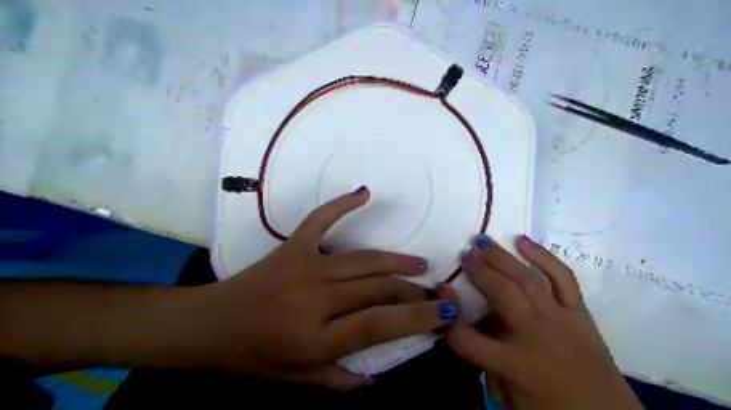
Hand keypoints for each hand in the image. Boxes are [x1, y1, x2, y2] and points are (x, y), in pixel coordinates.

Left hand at [194, 187, 455, 389]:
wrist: (210, 324)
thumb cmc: (253, 356)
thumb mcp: (297, 379)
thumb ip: (339, 380)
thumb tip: (379, 379)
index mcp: (315, 339)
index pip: (379, 326)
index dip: (417, 318)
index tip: (443, 312)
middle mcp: (314, 300)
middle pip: (377, 289)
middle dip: (411, 291)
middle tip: (432, 291)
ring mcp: (303, 267)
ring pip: (363, 260)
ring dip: (396, 261)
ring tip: (420, 264)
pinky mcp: (291, 246)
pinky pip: (320, 219)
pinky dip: (341, 204)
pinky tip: (364, 192)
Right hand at [440, 235, 640, 409]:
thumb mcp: (508, 396)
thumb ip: (485, 361)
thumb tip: (475, 326)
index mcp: (515, 364)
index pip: (466, 337)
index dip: (448, 313)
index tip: (440, 288)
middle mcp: (536, 335)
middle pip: (500, 293)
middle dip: (478, 271)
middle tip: (464, 254)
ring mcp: (560, 319)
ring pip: (526, 279)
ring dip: (502, 257)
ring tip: (483, 240)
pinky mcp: (580, 312)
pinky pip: (562, 277)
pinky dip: (543, 256)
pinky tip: (523, 240)